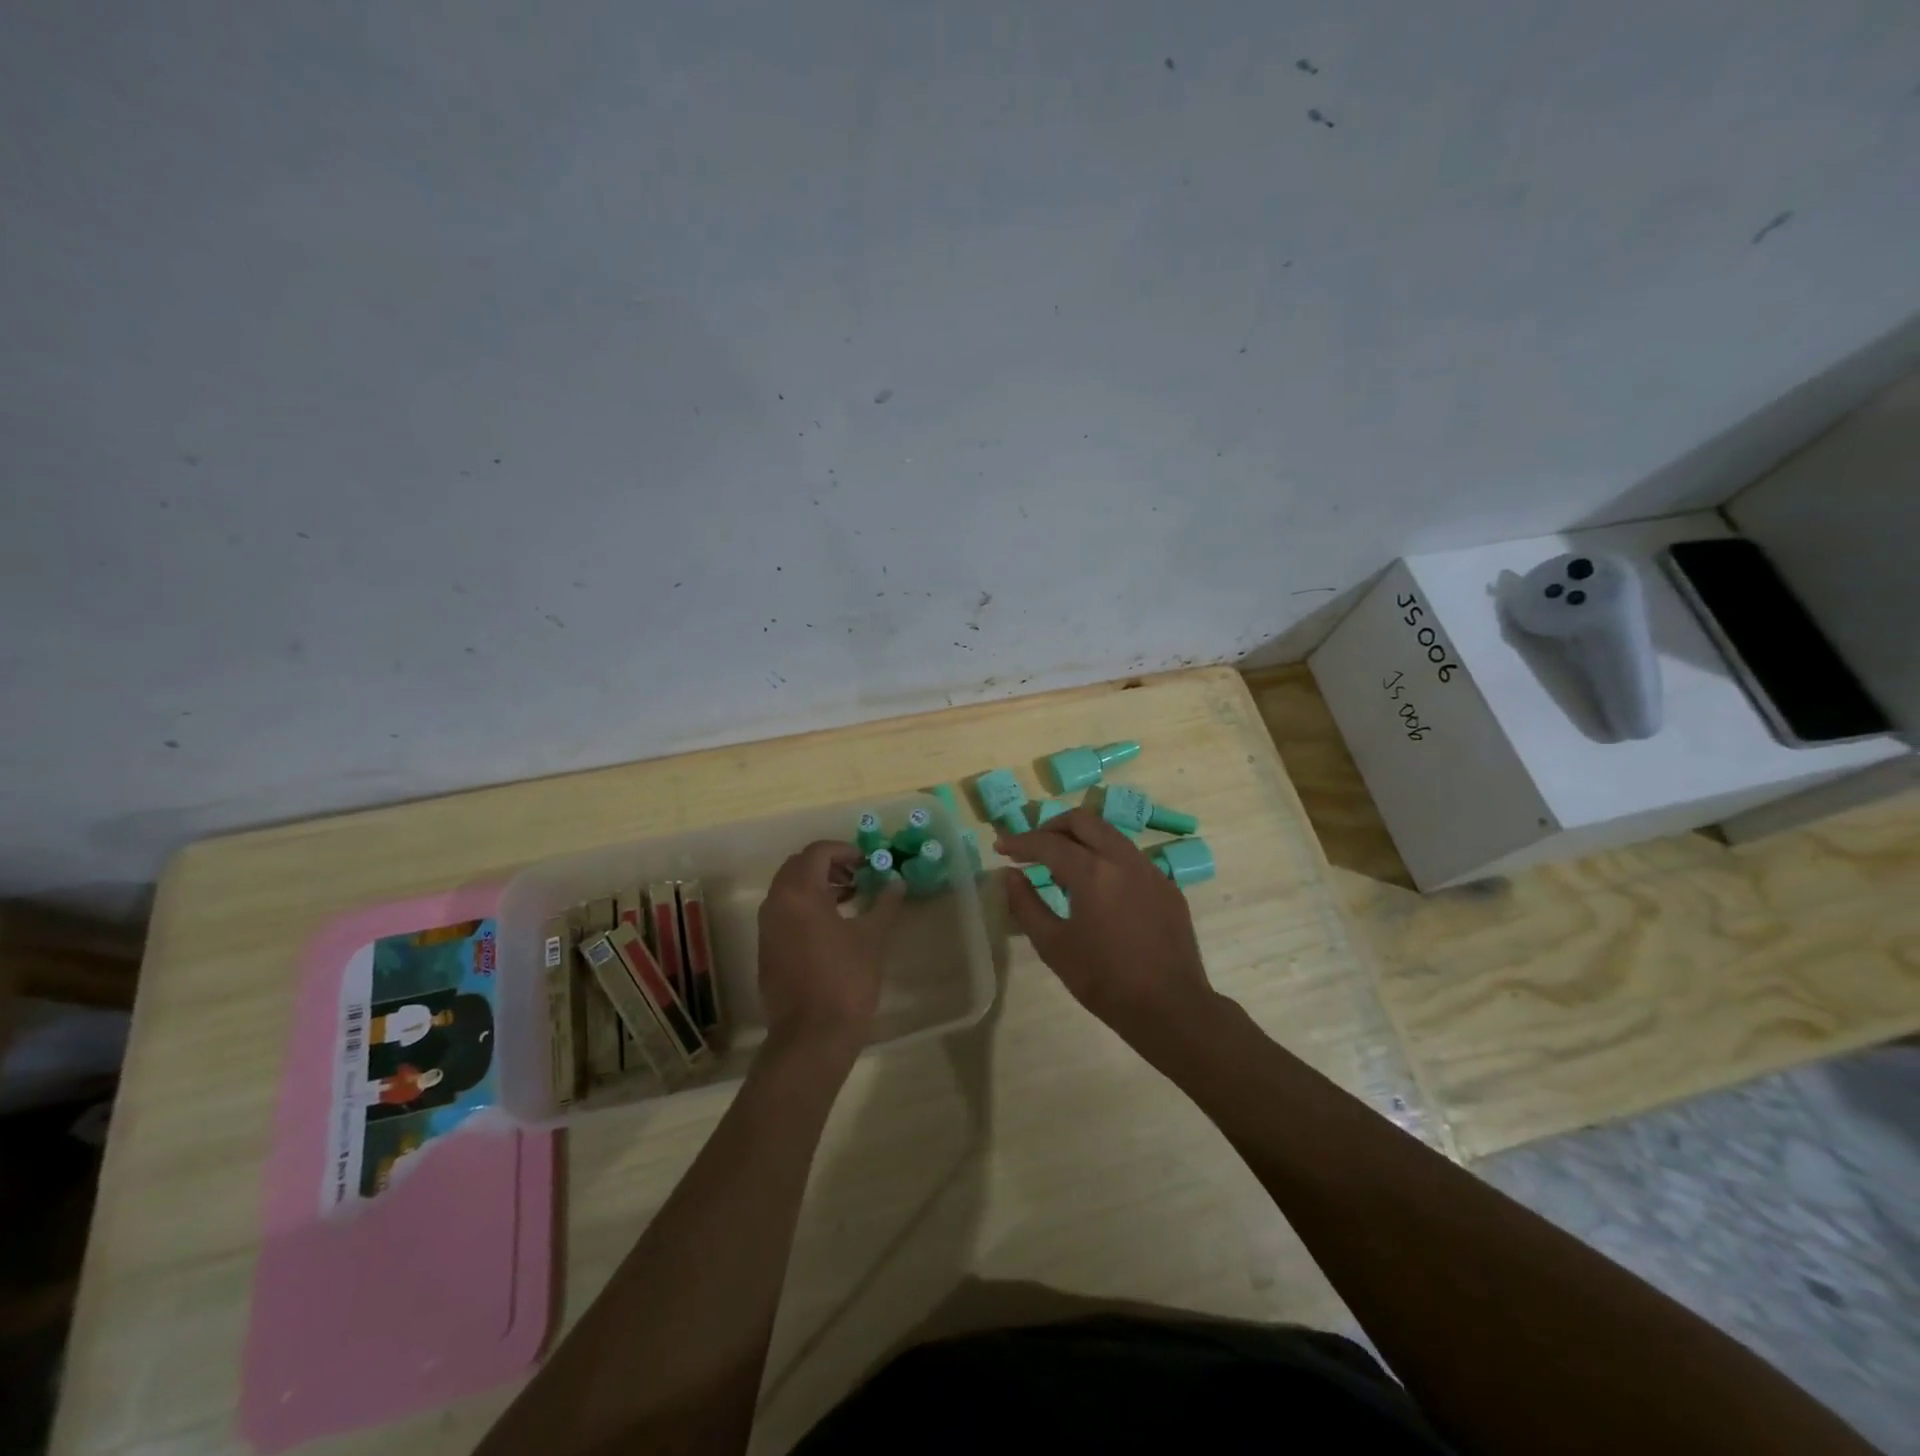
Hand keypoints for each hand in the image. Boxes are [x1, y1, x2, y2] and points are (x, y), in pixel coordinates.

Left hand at [757, 841, 903, 1061]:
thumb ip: (884, 903)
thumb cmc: (845, 979)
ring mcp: (767, 928)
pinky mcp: (767, 950)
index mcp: (798, 893)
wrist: (812, 1036)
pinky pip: (784, 913)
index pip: (817, 852)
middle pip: (798, 866)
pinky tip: (832, 927)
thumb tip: (896, 883)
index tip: (868, 862)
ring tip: (850, 899)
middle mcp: (775, 903)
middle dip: (829, 865)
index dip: (845, 850)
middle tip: (858, 876)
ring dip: (817, 885)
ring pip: (789, 890)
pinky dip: (806, 907)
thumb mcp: (872, 937)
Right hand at [996, 809, 1217, 1048]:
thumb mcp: (1053, 946)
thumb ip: (1026, 905)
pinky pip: (1129, 857)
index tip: (1000, 847)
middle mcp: (1123, 859)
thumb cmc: (1104, 980)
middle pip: (1083, 821)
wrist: (1171, 1008)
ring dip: (1080, 840)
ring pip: (1109, 834)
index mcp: (1093, 872)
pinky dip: (1105, 858)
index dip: (1019, 841)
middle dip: (1051, 827)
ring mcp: (1150, 870)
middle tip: (1031, 847)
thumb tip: (1010, 875)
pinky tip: (1097, 888)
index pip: (1048, 843)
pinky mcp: (1167, 886)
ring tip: (1061, 867)